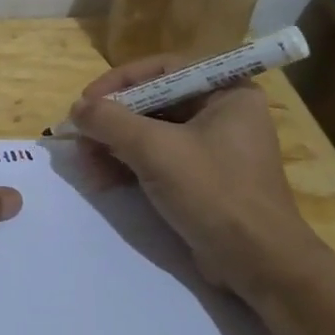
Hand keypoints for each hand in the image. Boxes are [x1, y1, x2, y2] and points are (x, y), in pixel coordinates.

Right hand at [68, 56, 318, 302]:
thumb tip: (76, 108)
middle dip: (112, 121)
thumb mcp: (156, 150)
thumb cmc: (214, 193)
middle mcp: (222, 112)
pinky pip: (157, 158)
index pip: (162, 70)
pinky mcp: (202, 178)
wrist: (258, 264)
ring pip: (151, 133)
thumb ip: (110, 121)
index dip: (119, 82)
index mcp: (227, 92)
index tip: (85, 102)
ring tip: (86, 166)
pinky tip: (102, 180)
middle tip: (80, 139)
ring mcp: (213, 147)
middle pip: (153, 102)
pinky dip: (128, 165)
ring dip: (114, 146)